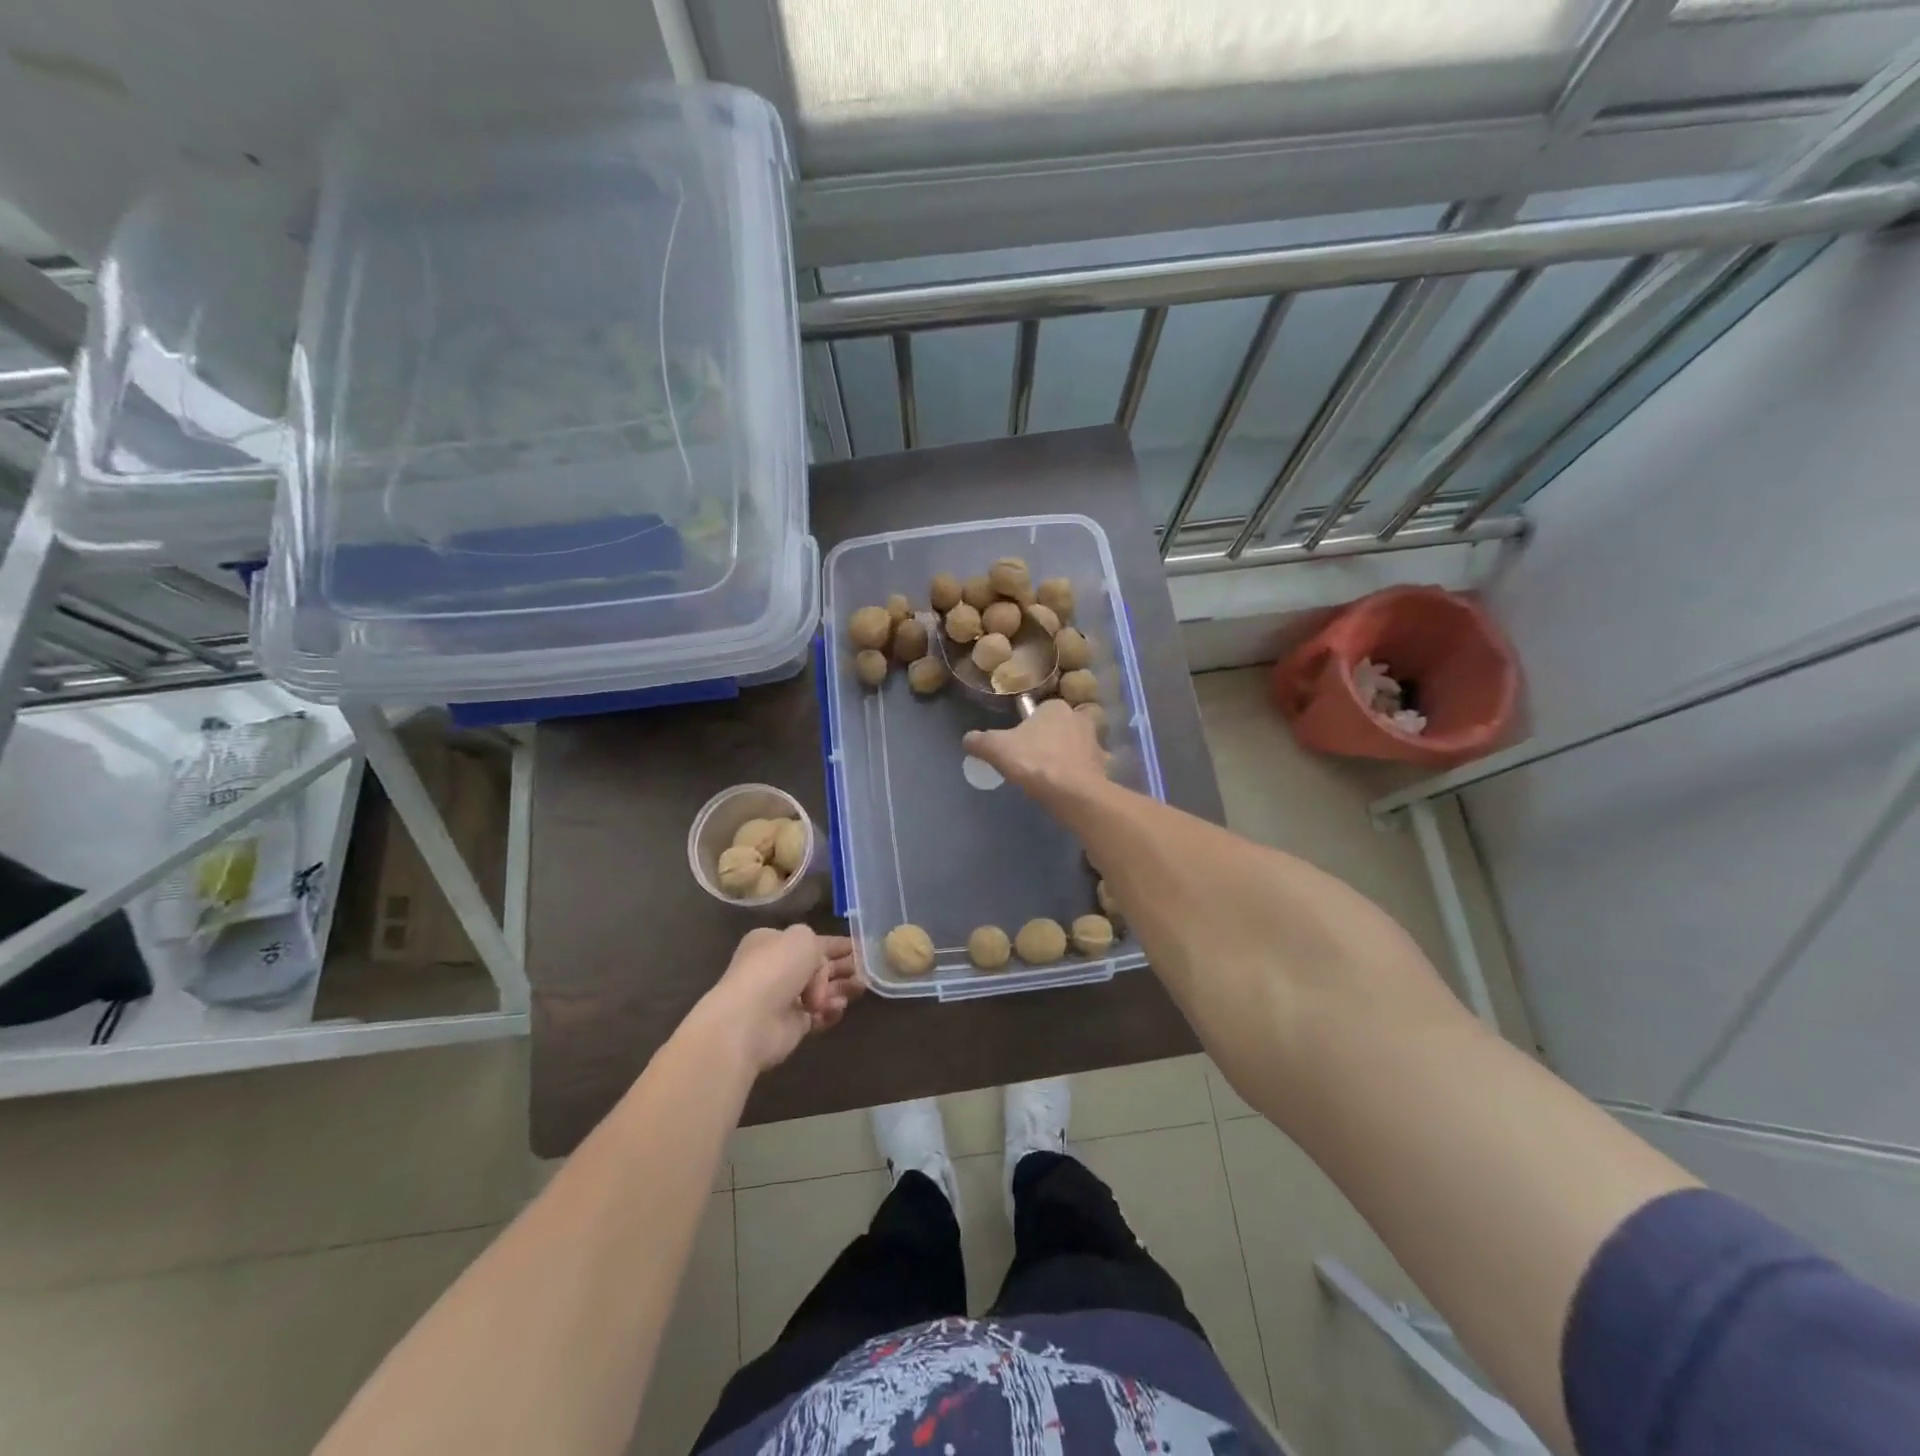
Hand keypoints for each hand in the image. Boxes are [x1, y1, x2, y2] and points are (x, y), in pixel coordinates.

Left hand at [689, 926, 862, 1074]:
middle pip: (818, 966)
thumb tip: (819, 971)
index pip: (811, 940)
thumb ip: (820, 945)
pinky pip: (818, 1015)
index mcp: (772, 942)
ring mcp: (782, 998)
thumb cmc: (775, 968)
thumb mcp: (802, 937)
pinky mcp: (791, 1025)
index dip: (837, 944)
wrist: (751, 1019)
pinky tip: (837, 1008)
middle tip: (867, 969)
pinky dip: (830, 1011)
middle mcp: (776, 968)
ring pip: (821, 991)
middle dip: (842, 967)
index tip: (861, 947)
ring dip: (841, 989)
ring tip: (860, 987)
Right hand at [964, 698, 1107, 801]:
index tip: (1017, 745)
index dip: (1026, 727)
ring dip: (1065, 757)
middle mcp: (1079, 718)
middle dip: (1047, 740)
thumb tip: (968, 739)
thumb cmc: (1035, 762)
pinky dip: (1078, 775)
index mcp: (1055, 707)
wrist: (1074, 794)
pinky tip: (1066, 788)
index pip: (1038, 711)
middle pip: (1058, 727)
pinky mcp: (1104, 767)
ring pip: (1075, 746)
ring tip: (1048, 777)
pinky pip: (1086, 768)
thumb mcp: (996, 749)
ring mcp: (1095, 743)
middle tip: (1031, 761)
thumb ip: (979, 741)